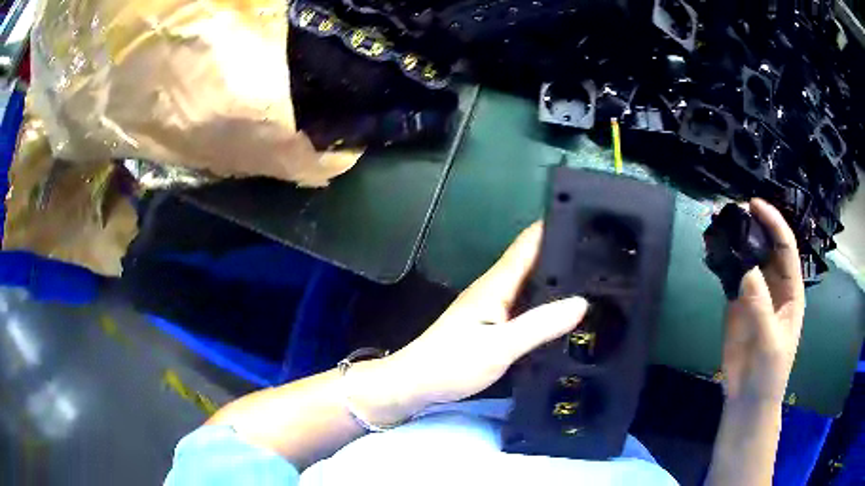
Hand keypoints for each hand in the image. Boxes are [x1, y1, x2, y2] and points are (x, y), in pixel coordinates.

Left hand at [356, 223, 587, 422]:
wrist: (416, 383)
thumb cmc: (453, 363)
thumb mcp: (501, 347)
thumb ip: (540, 325)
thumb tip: (582, 302)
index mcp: (496, 284)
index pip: (529, 243)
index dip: (555, 227)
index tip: (587, 218)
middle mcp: (494, 288)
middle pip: (532, 260)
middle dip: (563, 251)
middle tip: (598, 250)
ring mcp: (491, 305)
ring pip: (529, 281)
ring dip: (554, 275)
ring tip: (590, 275)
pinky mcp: (491, 322)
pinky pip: (524, 301)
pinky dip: (544, 299)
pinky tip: (560, 309)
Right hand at [721, 199, 805, 404]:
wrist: (748, 399)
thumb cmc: (770, 372)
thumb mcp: (770, 342)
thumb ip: (761, 307)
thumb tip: (746, 269)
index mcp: (791, 290)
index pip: (785, 248)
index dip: (773, 223)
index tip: (754, 205)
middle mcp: (775, 285)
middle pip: (766, 247)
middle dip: (753, 226)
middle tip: (732, 209)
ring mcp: (754, 295)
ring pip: (747, 259)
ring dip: (734, 241)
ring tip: (718, 223)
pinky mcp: (736, 305)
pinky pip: (730, 278)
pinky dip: (722, 263)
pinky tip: (711, 251)